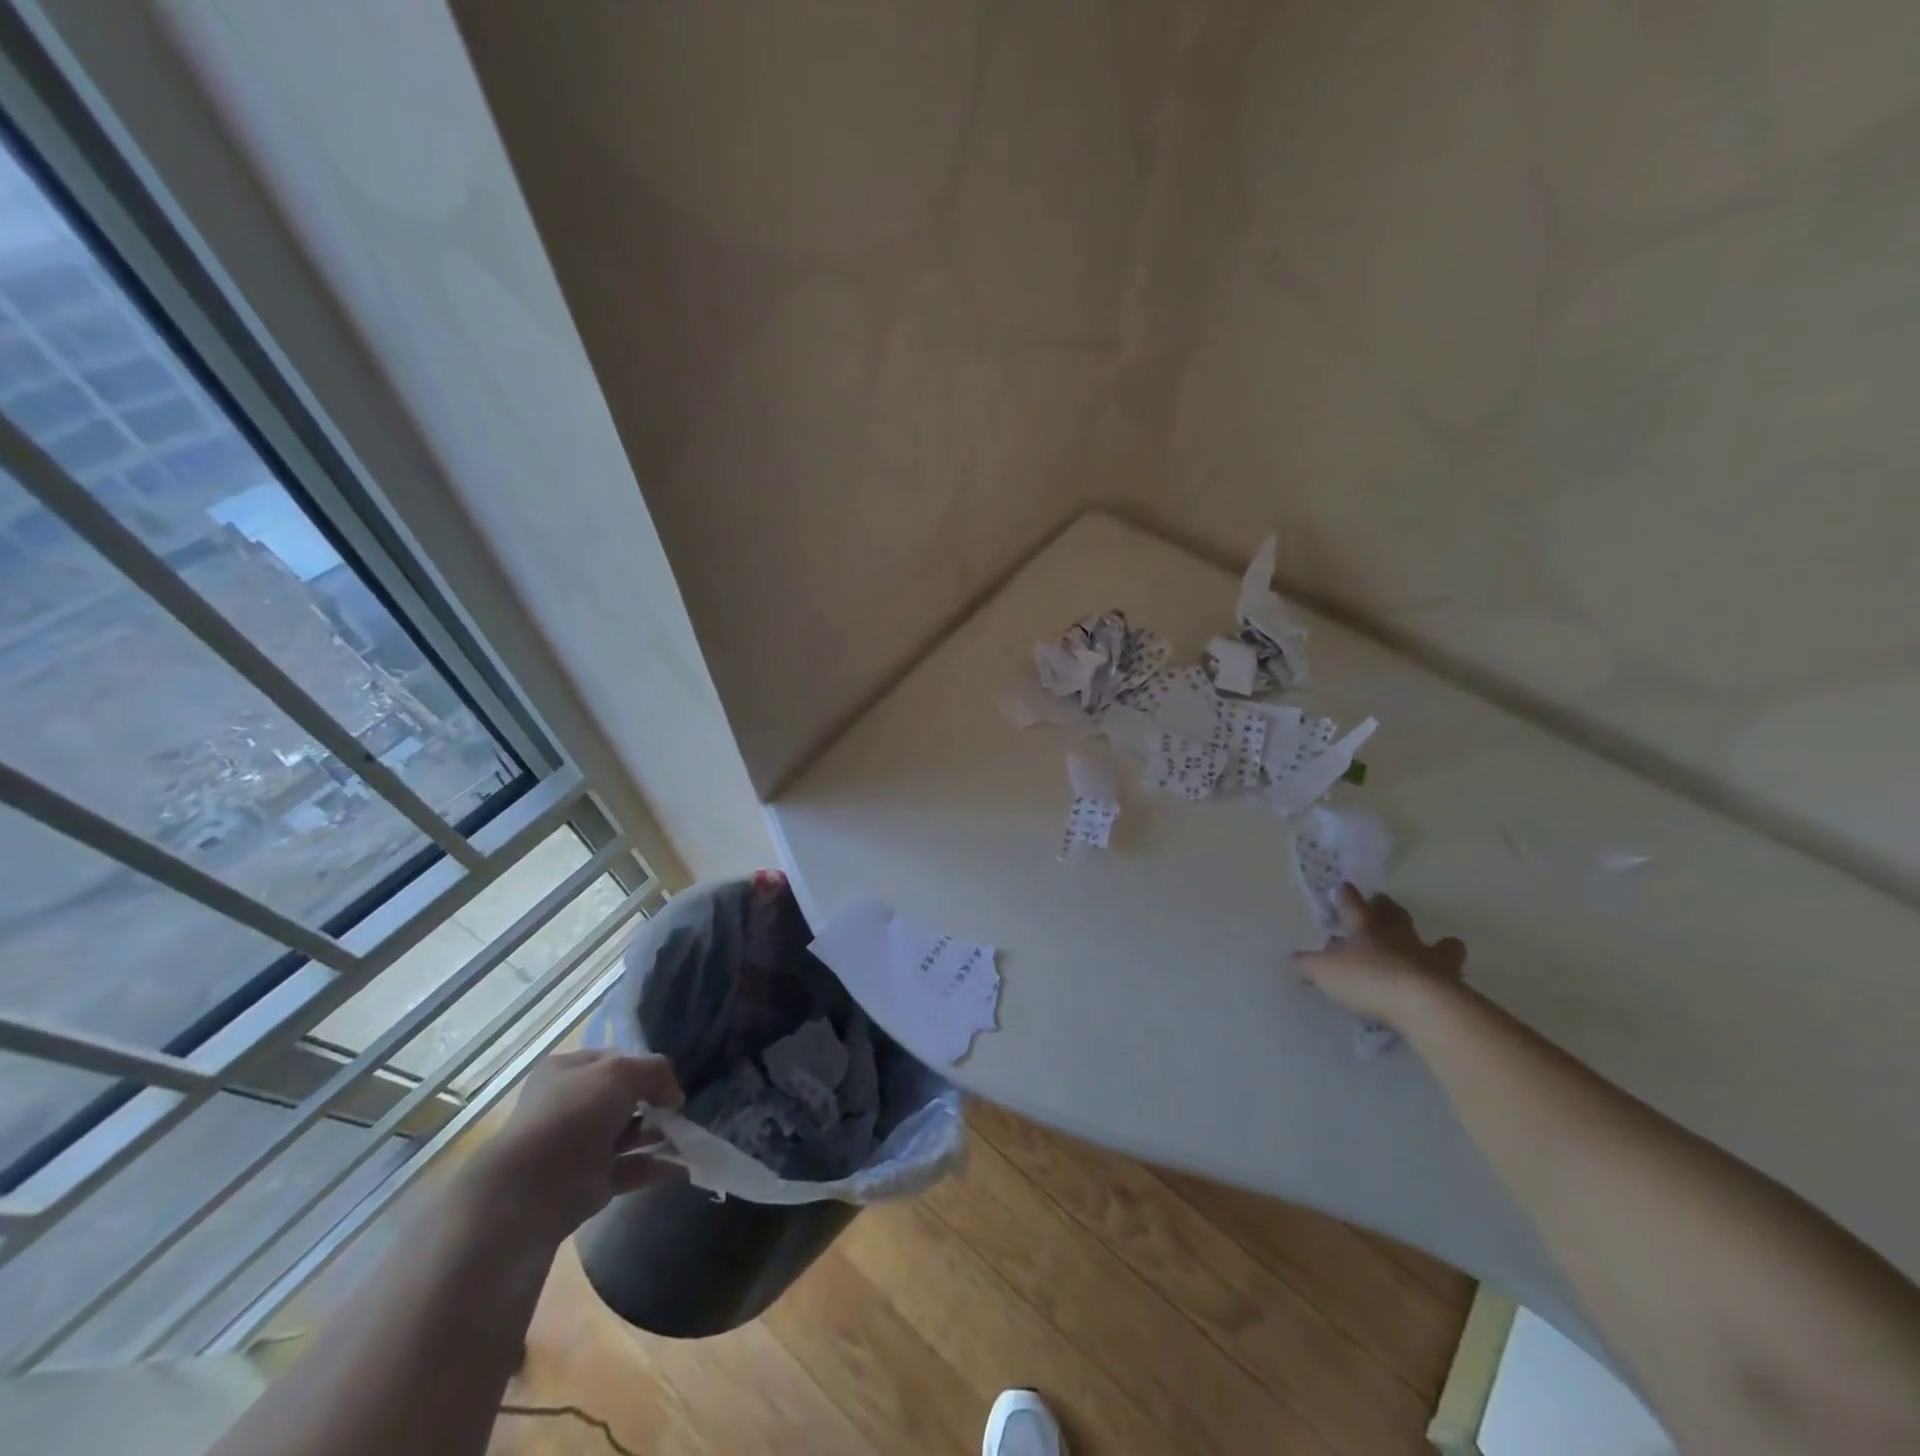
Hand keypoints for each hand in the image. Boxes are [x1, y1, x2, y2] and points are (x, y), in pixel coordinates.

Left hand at [459, 1049, 683, 1245]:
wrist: (532, 1191)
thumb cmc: (574, 1115)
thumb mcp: (622, 1072)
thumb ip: (656, 1072)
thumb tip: (673, 1097)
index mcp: (568, 1071)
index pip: (615, 1059)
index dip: (644, 1066)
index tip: (668, 1080)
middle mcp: (570, 1105)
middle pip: (623, 1098)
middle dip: (654, 1102)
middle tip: (678, 1110)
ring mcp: (578, 1146)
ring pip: (628, 1134)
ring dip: (658, 1134)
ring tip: (687, 1136)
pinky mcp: (588, 1183)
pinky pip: (629, 1169)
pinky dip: (655, 1166)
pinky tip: (682, 1163)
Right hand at [1294, 884, 1467, 1030]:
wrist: (1420, 1005)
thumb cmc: (1366, 980)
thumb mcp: (1324, 972)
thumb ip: (1307, 964)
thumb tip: (1296, 959)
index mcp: (1365, 931)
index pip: (1353, 907)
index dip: (1348, 896)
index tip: (1345, 886)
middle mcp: (1398, 938)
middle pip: (1395, 916)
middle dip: (1388, 908)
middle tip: (1385, 902)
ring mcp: (1428, 959)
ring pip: (1436, 943)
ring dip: (1437, 942)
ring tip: (1443, 943)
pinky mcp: (1451, 984)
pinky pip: (1453, 973)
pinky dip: (1450, 974)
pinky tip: (1448, 982)